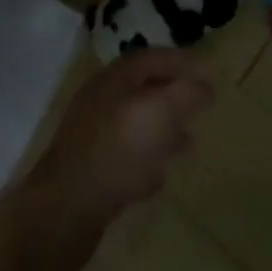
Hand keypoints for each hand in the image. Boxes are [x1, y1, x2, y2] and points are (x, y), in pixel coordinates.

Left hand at [19, 48, 213, 239]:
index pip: (152, 58)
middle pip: (142, 89)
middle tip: (199, 108)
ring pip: (134, 123)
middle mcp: (100, 100)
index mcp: (115, 79)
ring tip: (186, 144)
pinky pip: (123, 155)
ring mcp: (91, 135)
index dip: (182, 62)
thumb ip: (187, 94)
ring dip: (162, 130)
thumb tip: (205, 86)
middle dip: (173, 97)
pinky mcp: (88, 169)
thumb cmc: (117, 152)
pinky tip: (156, 178)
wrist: (63, 212)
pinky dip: (145, 159)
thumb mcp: (161, 114)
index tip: (208, 74)